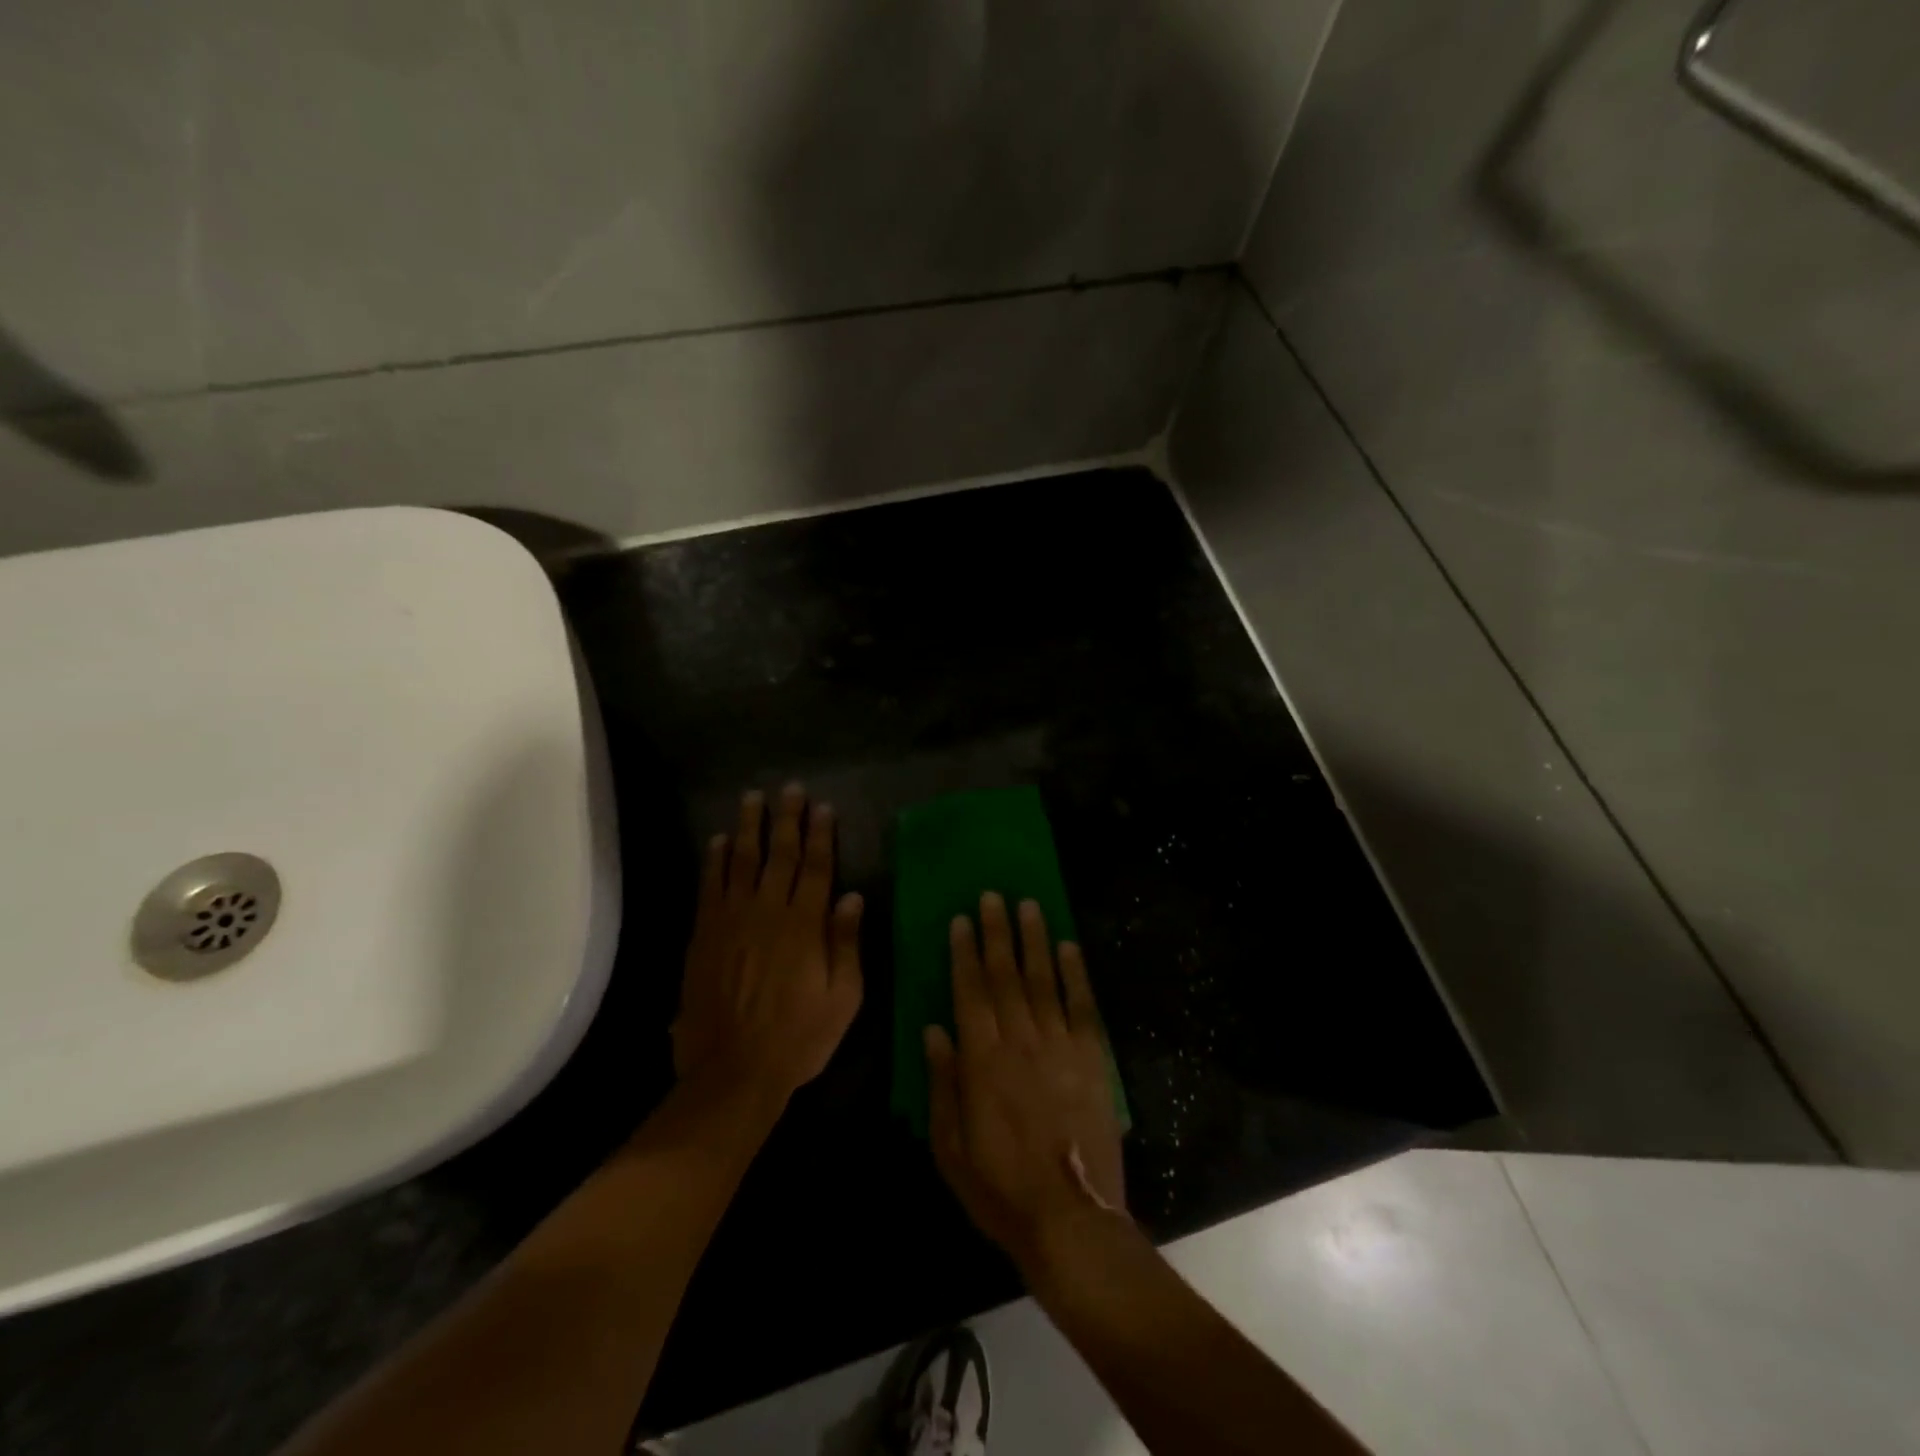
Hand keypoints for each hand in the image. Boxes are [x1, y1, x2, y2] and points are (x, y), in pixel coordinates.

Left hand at [672, 784, 863, 1106]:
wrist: (732, 1072)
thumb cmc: (798, 1037)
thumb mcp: (843, 998)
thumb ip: (846, 944)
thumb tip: (852, 897)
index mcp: (804, 926)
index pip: (817, 868)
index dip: (821, 835)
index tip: (823, 806)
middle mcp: (767, 912)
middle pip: (780, 855)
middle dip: (786, 819)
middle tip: (789, 788)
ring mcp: (731, 921)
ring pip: (741, 862)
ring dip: (748, 828)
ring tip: (752, 798)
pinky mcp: (704, 936)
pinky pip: (710, 887)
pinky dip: (714, 861)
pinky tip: (718, 841)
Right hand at [925, 894, 1125, 1272]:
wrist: (1070, 1219)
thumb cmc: (999, 1188)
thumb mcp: (950, 1147)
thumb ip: (941, 1083)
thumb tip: (933, 1029)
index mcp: (981, 1061)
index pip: (969, 992)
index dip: (964, 953)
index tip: (961, 920)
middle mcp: (1019, 1041)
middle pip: (1005, 975)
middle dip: (997, 932)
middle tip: (993, 895)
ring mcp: (1059, 1046)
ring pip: (1043, 980)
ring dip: (1034, 940)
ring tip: (1028, 904)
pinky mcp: (1092, 1059)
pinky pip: (1082, 1006)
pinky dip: (1074, 974)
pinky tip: (1068, 946)